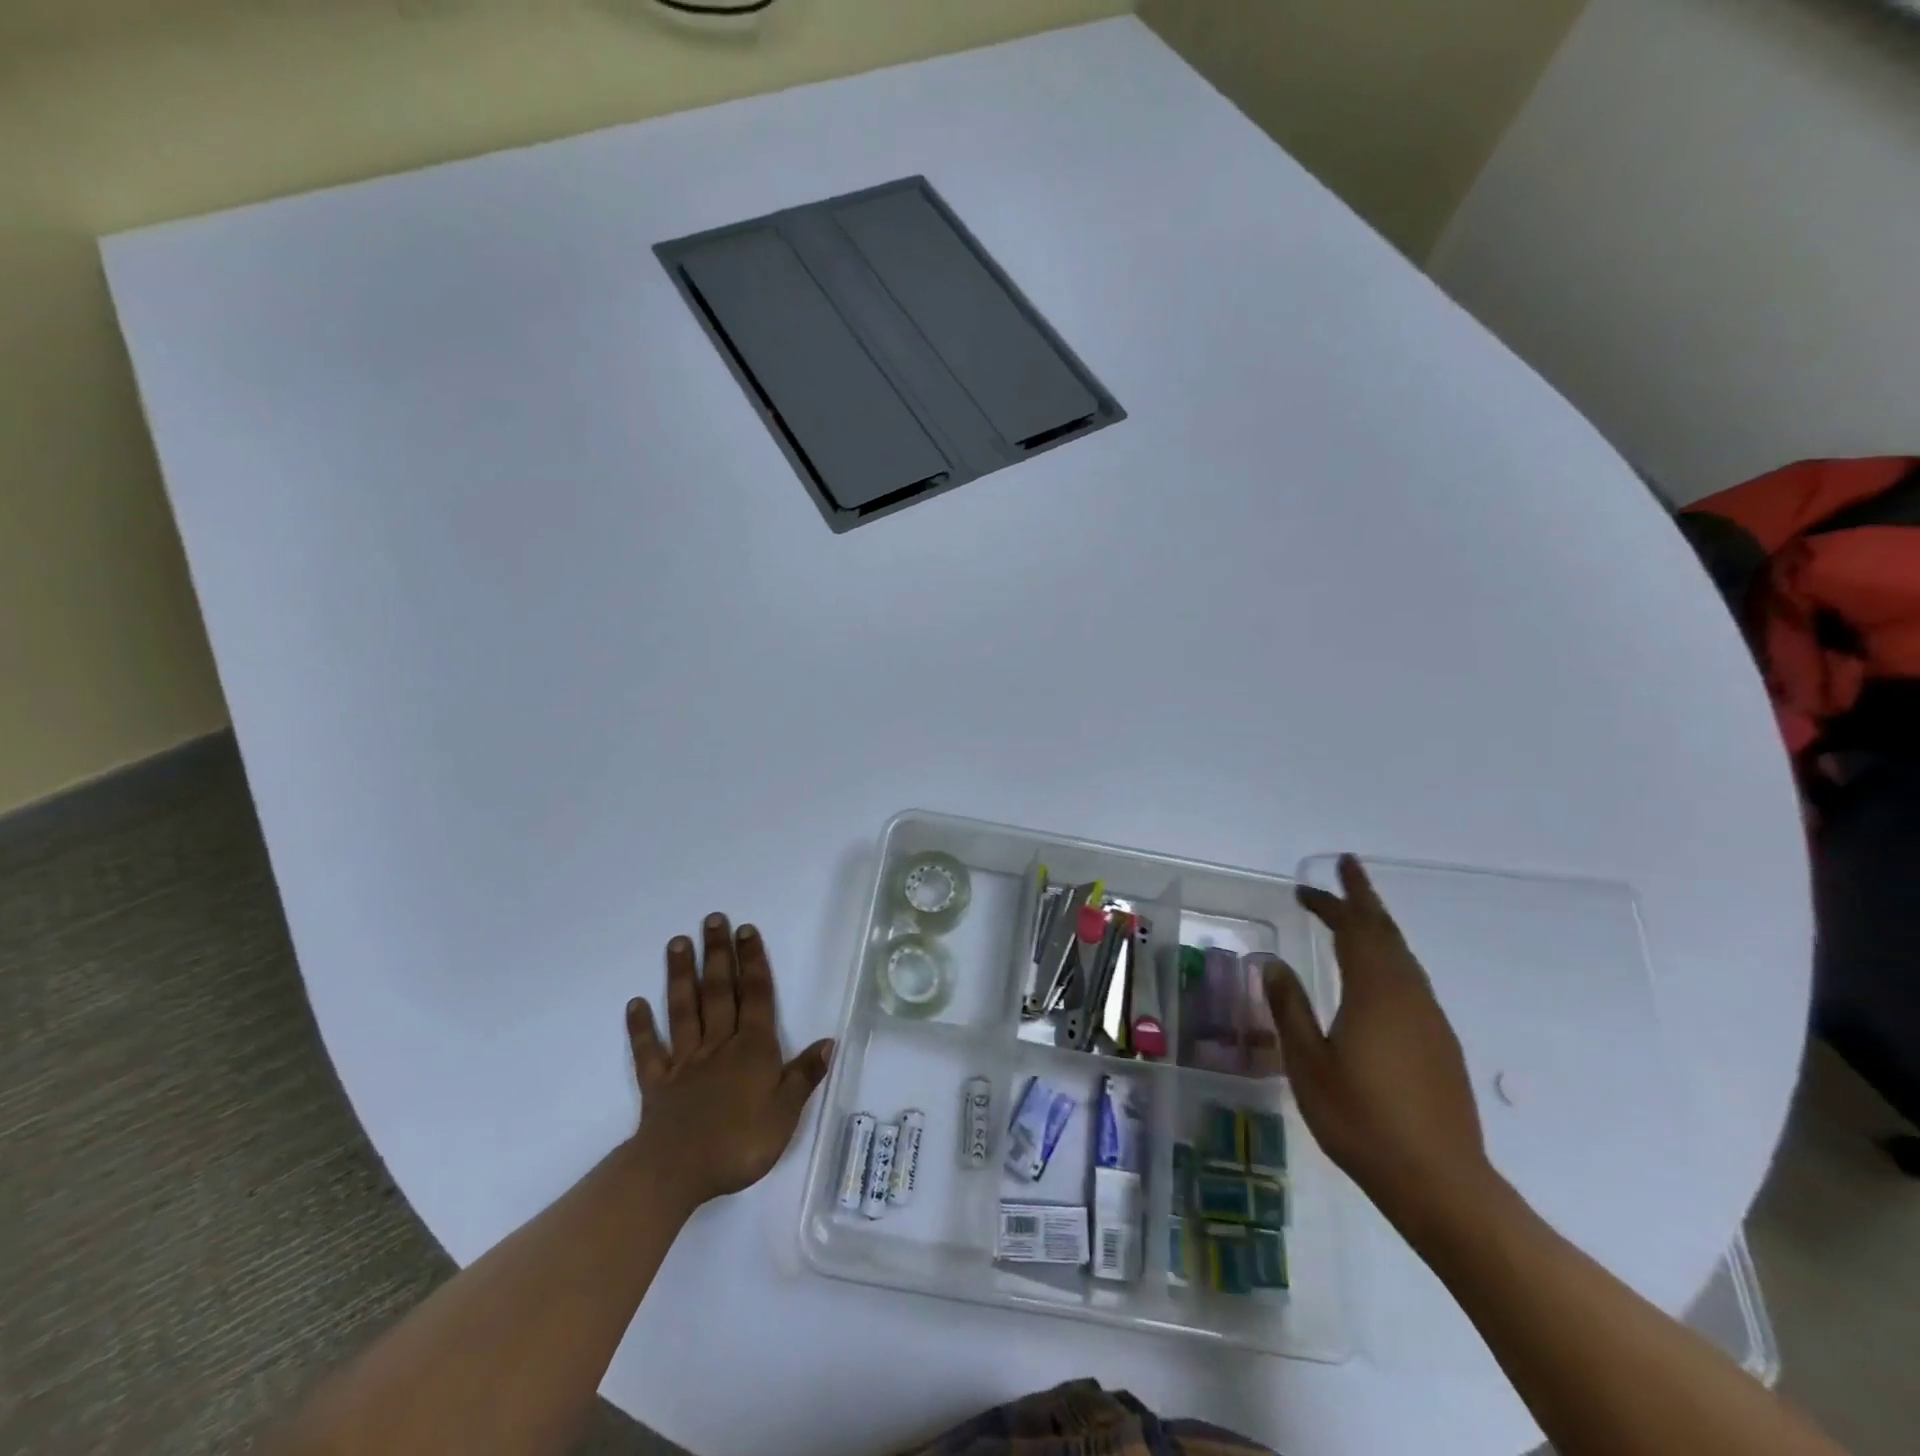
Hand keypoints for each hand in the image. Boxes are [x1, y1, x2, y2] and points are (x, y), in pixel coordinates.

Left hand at [624, 914, 832, 1210]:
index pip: (756, 996)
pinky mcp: (658, 1084)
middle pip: (719, 992)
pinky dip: (641, 1027)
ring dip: (682, 976)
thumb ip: (804, 1076)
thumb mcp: (786, 1114)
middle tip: (712, 920)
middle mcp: (719, 1045)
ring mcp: (685, 1062)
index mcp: (752, 1049)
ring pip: (685, 1010)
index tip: (746, 930)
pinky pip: (649, 1051)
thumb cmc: (740, 1143)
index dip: (753, 961)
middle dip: (718, 954)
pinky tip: (635, 1004)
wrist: (676, 1173)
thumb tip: (828, 1041)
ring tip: (677, 943)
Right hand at [1263, 856, 1494, 1231]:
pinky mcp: (1440, 1044)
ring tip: (1355, 914)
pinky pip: (1411, 980)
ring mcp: (1430, 1020)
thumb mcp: (1308, 1064)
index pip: (1354, 930)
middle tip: (1347, 868)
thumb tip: (1272, 964)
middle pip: (1386, 933)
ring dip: (1378, 927)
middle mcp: (1409, 996)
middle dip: (1364, 898)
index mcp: (1375, 993)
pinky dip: (1389, 958)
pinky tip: (1375, 974)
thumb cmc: (1362, 1121)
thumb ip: (1289, 1009)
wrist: (1441, 1184)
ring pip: (1403, 956)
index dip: (1331, 903)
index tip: (1305, 888)